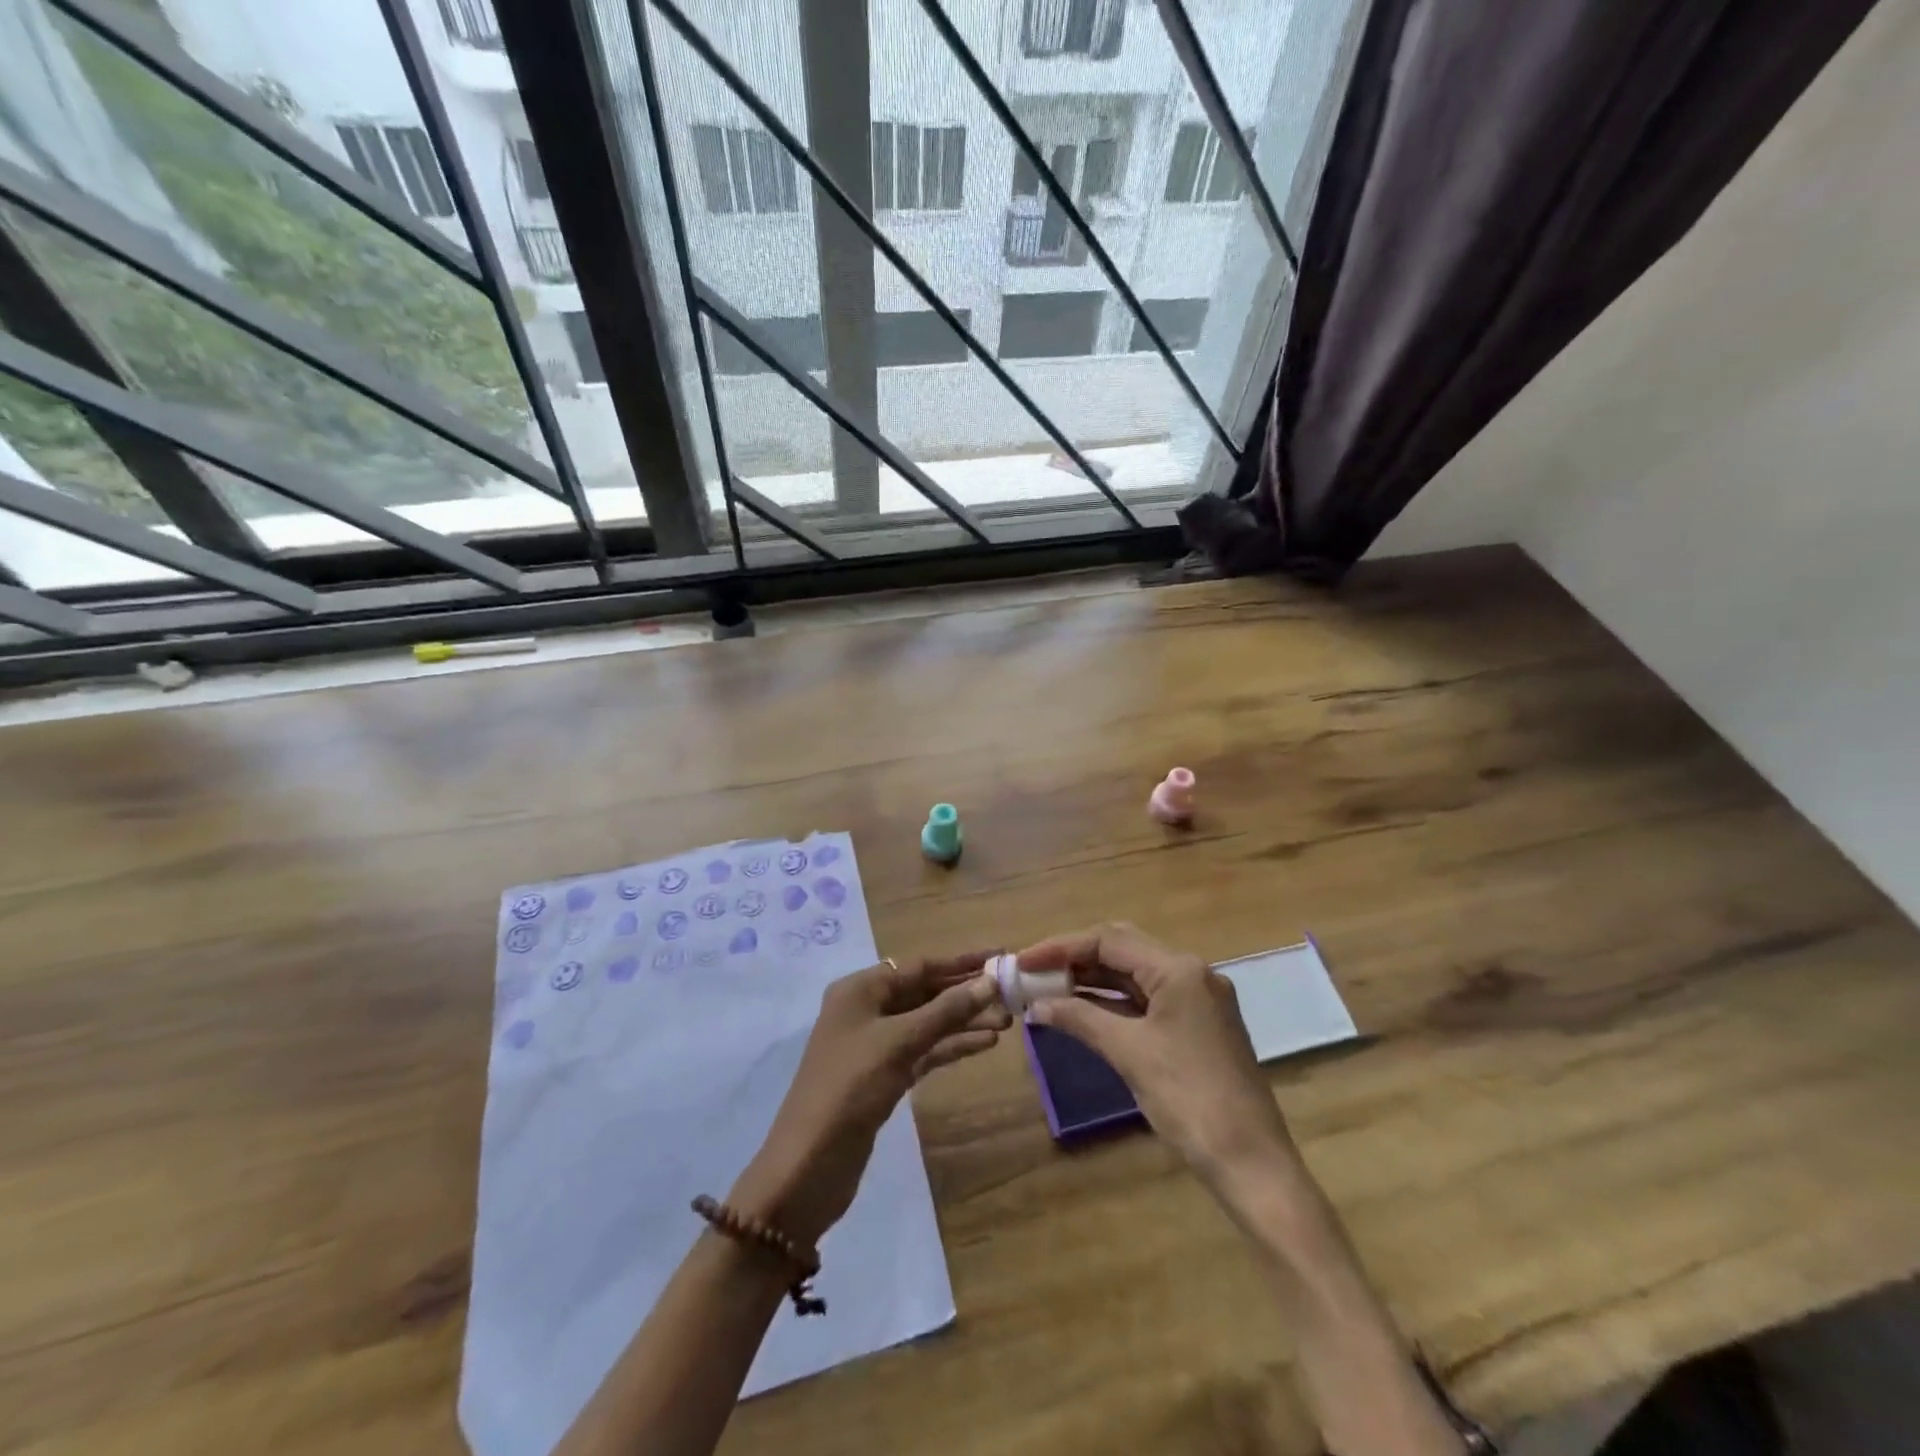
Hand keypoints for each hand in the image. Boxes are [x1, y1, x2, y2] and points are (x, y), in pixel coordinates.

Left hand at [729, 952, 1010, 1246]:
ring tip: (1008, 1022)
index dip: (961, 961)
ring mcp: (876, 1045)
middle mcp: (867, 1010)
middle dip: (966, 994)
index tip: (1000, 955)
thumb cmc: (850, 1087)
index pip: (919, 966)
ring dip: (964, 1022)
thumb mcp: (900, 1042)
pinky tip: (985, 1044)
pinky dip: (952, 1046)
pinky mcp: (885, 1077)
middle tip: (1011, 995)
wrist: (809, 1165)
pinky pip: (925, 1051)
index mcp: (860, 989)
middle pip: (925, 992)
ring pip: (928, 1023)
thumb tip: (990, 981)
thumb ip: (946, 1011)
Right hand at [1021, 924, 1302, 1189]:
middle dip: (1075, 958)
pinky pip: (1146, 999)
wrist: (1251, 1162)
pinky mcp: (1196, 1025)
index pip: (1109, 940)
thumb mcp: (1129, 1053)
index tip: (1023, 961)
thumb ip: (1079, 1019)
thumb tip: (1035, 1005)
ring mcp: (1197, 999)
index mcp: (1179, 969)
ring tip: (1047, 989)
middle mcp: (1191, 973)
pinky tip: (1080, 1010)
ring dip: (1091, 980)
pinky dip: (1112, 1002)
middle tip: (1034, 972)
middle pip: (1122, 949)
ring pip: (1133, 974)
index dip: (1061, 947)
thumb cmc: (1189, 1099)